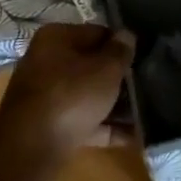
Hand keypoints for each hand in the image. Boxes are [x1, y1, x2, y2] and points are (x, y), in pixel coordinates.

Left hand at [0, 23, 134, 180]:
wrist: (32, 147)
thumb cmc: (72, 95)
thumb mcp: (106, 69)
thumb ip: (120, 51)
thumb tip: (126, 35)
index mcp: (56, 39)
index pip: (97, 33)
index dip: (122, 45)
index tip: (143, 57)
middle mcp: (46, 62)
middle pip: (92, 66)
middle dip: (119, 78)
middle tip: (148, 84)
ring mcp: (46, 96)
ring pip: (89, 95)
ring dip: (116, 104)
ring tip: (146, 111)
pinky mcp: (50, 125)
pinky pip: (84, 121)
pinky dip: (106, 127)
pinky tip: (134, 135)